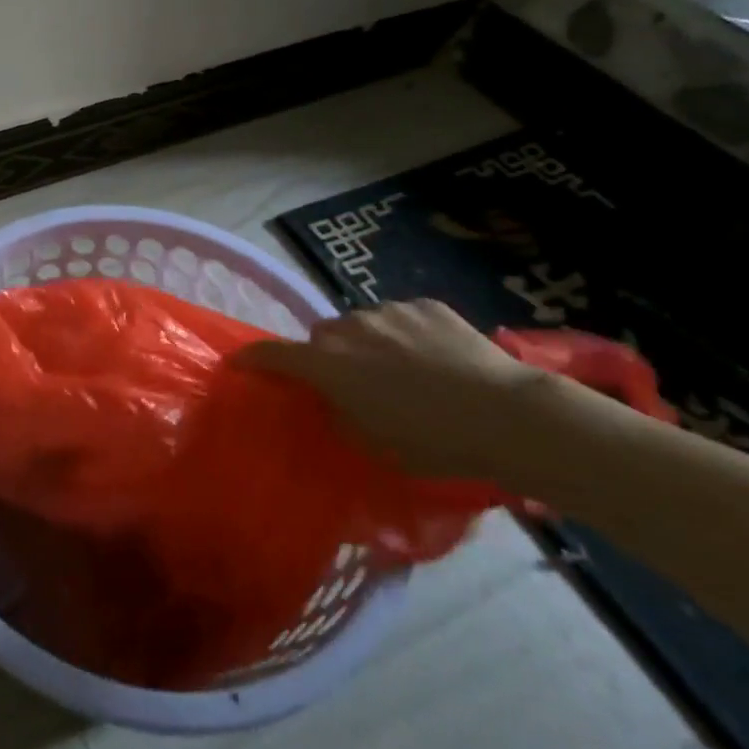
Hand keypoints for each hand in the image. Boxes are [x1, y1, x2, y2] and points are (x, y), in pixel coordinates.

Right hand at [243, 299, 546, 478]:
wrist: (509, 415)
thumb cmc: (434, 441)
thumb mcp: (374, 444)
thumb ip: (339, 415)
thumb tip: (330, 401)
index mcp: (328, 364)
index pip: (273, 353)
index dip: (252, 358)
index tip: (239, 362)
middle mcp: (349, 327)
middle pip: (323, 336)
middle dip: (328, 355)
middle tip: (352, 383)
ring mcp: (388, 310)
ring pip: (363, 324)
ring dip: (369, 344)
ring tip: (402, 372)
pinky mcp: (425, 304)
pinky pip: (401, 317)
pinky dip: (406, 335)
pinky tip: (436, 359)